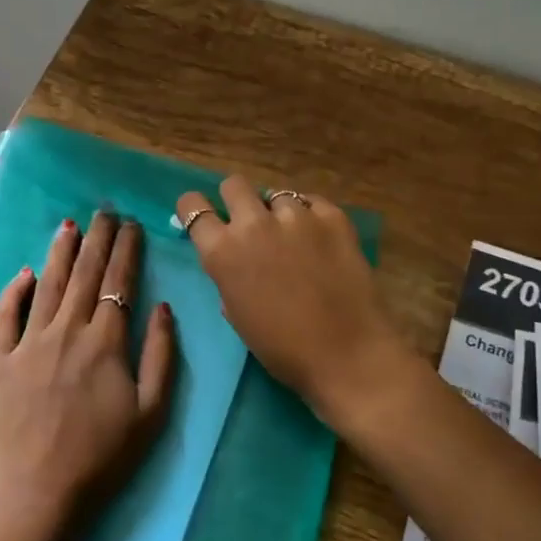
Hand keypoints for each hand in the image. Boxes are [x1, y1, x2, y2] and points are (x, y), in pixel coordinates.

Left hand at [0, 211, 175, 540]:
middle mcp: (67, 331)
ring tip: (70, 225)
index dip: (126, 250)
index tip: (131, 225)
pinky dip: (14, 290)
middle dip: (97, 239)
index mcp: (106, 343)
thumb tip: (161, 308)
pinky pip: (5, 316)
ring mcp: (29, 344)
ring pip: (47, 285)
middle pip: (84, 274)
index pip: (118, 283)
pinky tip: (24, 271)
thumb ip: (160, 356)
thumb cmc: (101, 461)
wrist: (35, 496)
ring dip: (60, 252)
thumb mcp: (151, 414)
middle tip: (104, 211)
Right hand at [176, 178, 410, 427]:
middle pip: (234, 185)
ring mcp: (297, 216)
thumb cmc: (282, 349)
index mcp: (222, 251)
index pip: (192, 206)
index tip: (205, 219)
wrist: (348, 356)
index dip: (195, 210)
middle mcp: (254, 224)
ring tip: (294, 239)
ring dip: (278, 213)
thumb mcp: (236, 313)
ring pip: (276, 195)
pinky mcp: (333, 218)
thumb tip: (234, 260)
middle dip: (236, 200)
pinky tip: (319, 239)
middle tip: (250, 224)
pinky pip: (312, 203)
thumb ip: (227, 275)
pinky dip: (310, 216)